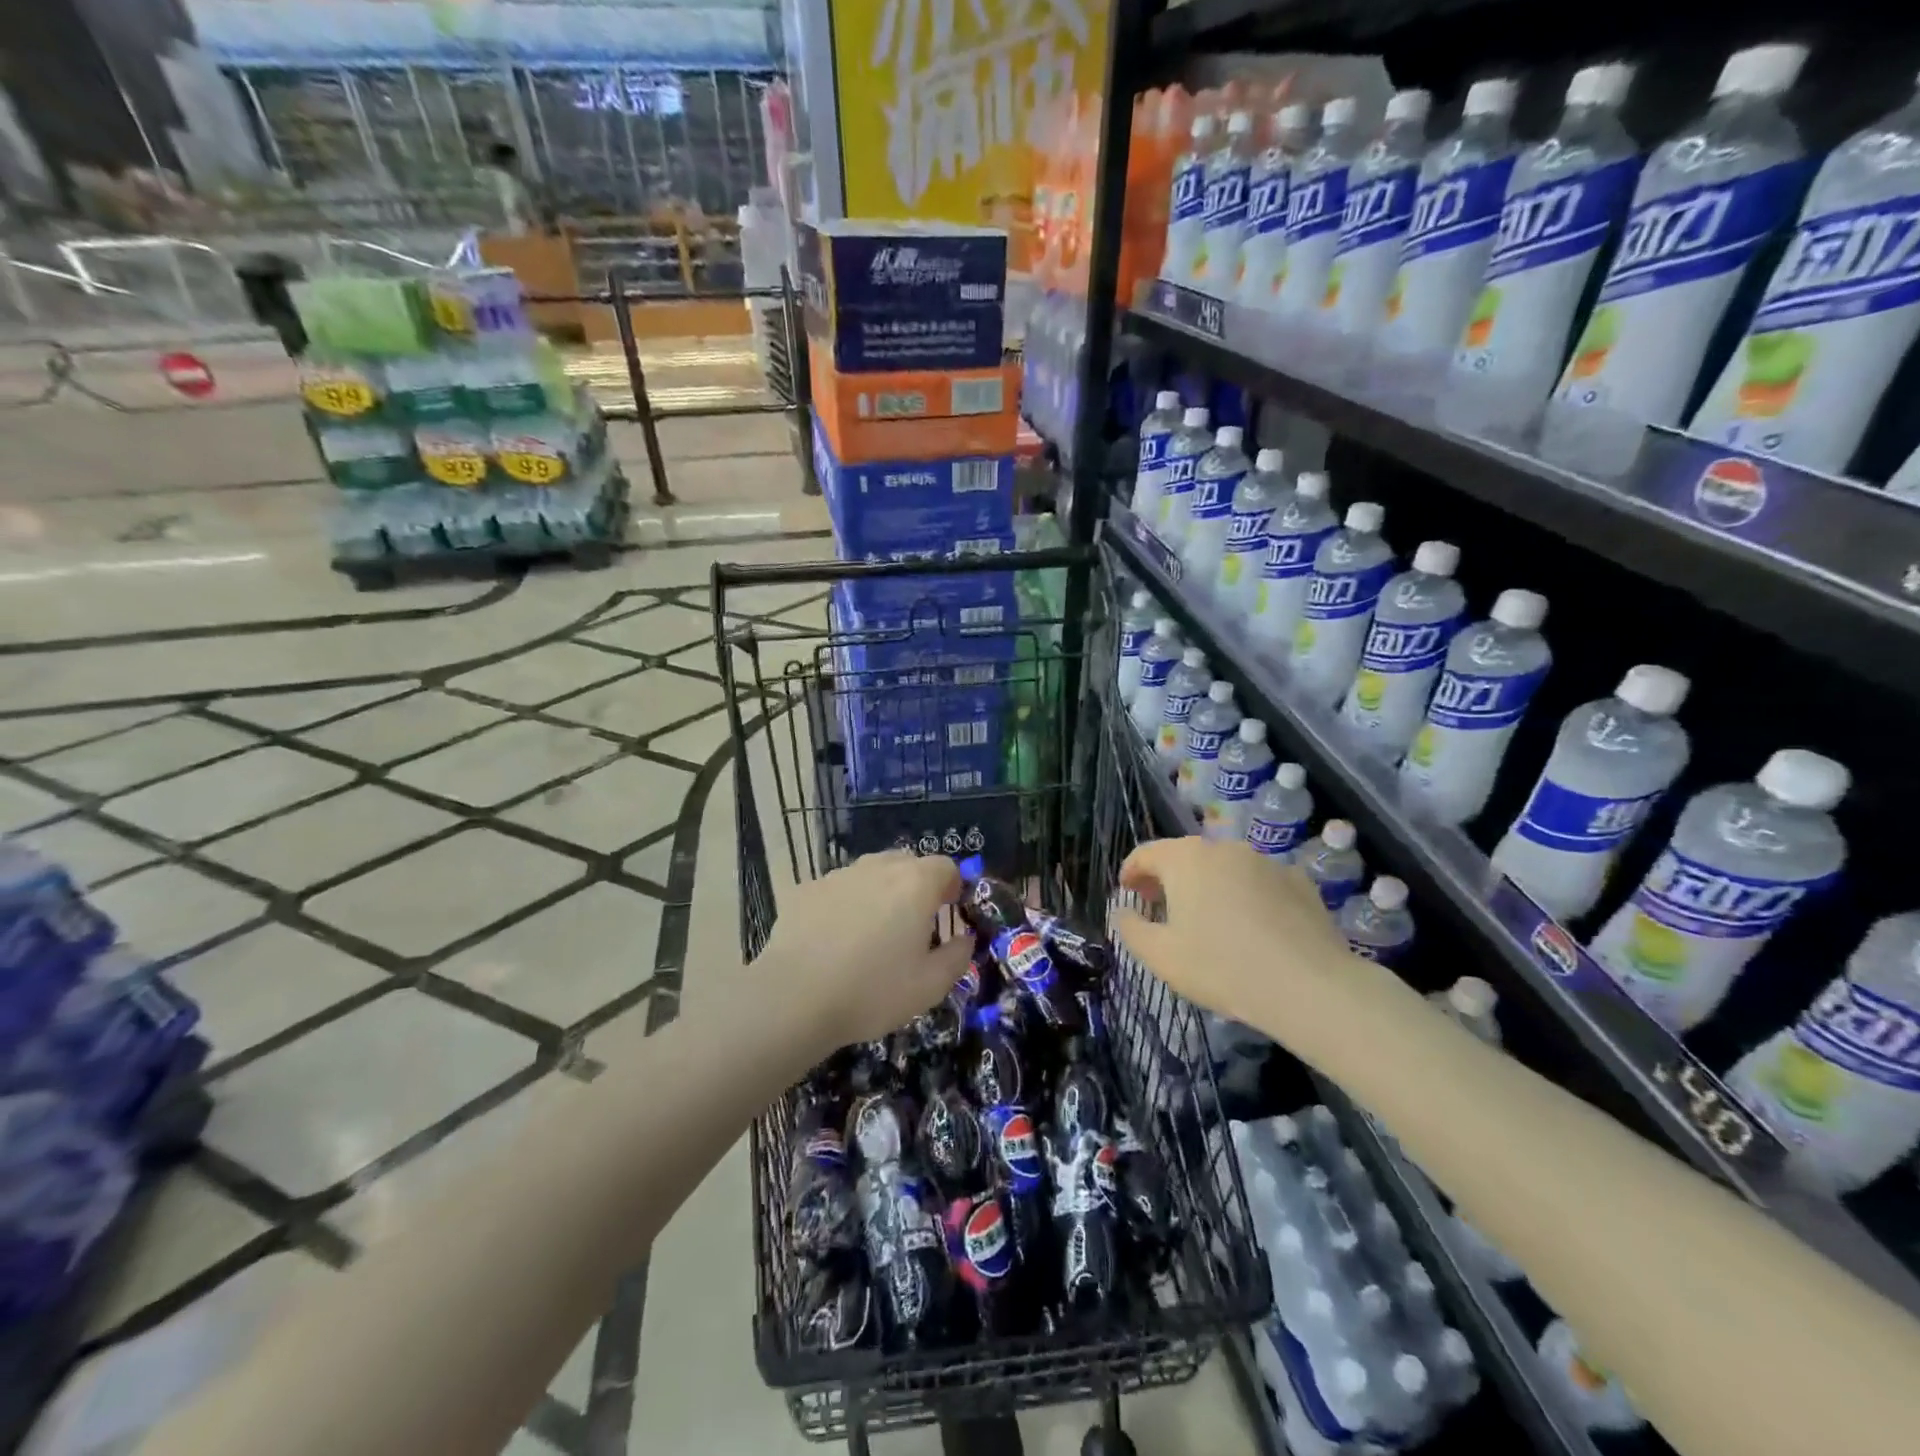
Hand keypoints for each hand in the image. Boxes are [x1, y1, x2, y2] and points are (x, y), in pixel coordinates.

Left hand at [755, 850, 971, 1057]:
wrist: (794, 998)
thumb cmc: (873, 991)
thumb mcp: (930, 986)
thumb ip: (957, 956)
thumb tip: (964, 939)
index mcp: (915, 884)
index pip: (945, 866)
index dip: (952, 887)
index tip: (948, 913)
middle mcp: (877, 868)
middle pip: (907, 863)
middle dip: (916, 886)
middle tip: (912, 925)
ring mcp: (837, 875)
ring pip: (869, 873)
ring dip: (878, 893)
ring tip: (870, 933)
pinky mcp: (805, 889)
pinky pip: (836, 890)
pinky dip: (843, 905)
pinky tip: (833, 940)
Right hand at [1112, 838, 1360, 1041]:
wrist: (1309, 986)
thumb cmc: (1222, 967)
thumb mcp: (1160, 956)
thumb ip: (1131, 928)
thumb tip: (1123, 910)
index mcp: (1185, 859)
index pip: (1146, 853)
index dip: (1131, 871)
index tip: (1127, 893)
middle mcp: (1224, 848)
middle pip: (1185, 856)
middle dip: (1168, 878)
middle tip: (1160, 907)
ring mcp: (1265, 861)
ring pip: (1224, 867)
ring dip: (1208, 886)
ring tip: (1206, 920)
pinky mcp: (1299, 881)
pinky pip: (1258, 883)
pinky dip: (1245, 896)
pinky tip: (1251, 929)